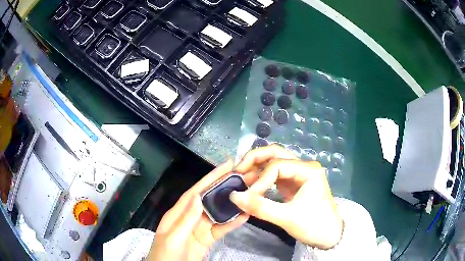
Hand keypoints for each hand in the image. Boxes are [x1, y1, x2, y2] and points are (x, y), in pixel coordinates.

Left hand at [147, 160, 256, 260]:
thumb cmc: (166, 255)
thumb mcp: (173, 238)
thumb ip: (186, 219)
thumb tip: (199, 196)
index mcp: (178, 213)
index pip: (196, 192)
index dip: (210, 177)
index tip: (227, 165)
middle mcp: (190, 217)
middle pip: (210, 199)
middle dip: (225, 187)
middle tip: (245, 176)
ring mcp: (200, 229)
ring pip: (218, 213)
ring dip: (232, 204)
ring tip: (249, 193)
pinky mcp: (207, 239)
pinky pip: (221, 229)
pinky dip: (232, 223)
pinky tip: (245, 216)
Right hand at [230, 145, 342, 249]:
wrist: (329, 235)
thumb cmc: (313, 225)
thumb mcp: (287, 218)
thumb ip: (260, 207)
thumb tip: (234, 196)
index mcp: (308, 170)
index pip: (277, 166)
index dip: (260, 180)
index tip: (247, 196)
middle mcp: (303, 166)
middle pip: (275, 153)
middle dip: (254, 159)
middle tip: (237, 171)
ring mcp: (298, 174)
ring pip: (274, 161)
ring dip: (257, 167)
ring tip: (241, 177)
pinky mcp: (293, 183)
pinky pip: (275, 174)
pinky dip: (262, 177)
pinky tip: (251, 185)